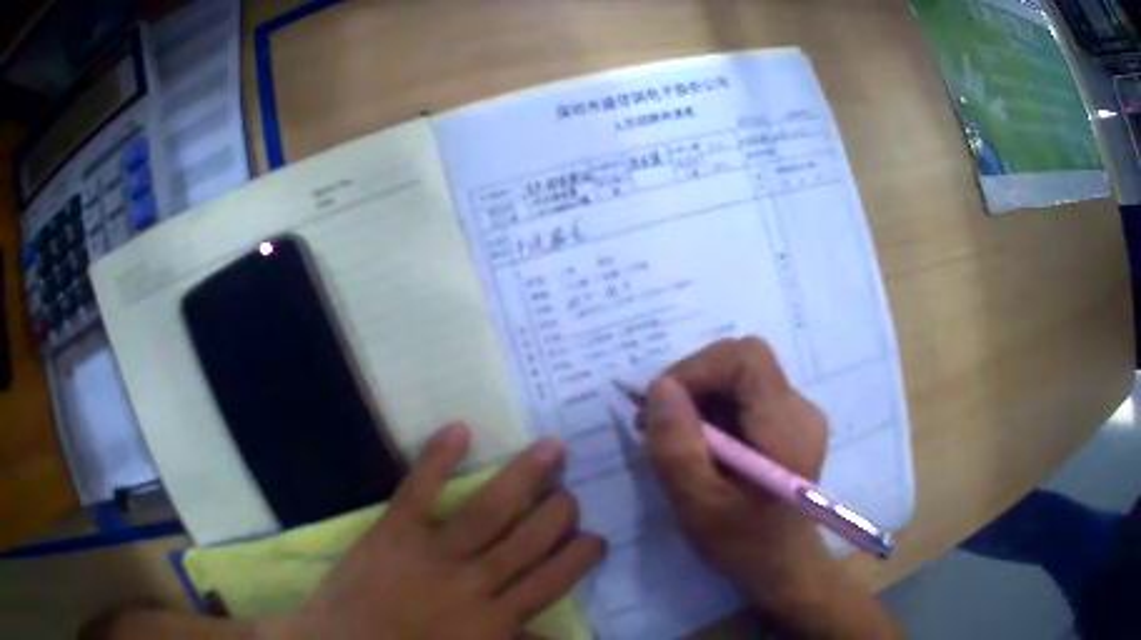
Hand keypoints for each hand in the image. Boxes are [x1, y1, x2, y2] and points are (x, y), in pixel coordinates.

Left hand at [272, 423, 605, 639]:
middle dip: (558, 512)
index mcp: (493, 620)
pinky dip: (437, 457)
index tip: (596, 537)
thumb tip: (566, 639)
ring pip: (489, 511)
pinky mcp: (393, 532)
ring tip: (552, 448)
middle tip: (573, 491)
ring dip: (524, 477)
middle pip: (528, 540)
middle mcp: (473, 582)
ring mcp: (432, 554)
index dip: (578, 557)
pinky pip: (419, 491)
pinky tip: (461, 427)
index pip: (551, 582)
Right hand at [644, 338, 899, 636]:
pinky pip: (746, 395)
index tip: (661, 406)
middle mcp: (801, 409)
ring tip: (675, 437)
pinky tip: (700, 443)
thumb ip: (677, 445)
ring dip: (701, 397)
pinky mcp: (789, 422)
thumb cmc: (744, 544)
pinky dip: (715, 409)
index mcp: (787, 427)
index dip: (698, 369)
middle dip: (694, 382)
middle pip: (743, 362)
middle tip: (658, 422)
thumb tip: (659, 387)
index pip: (747, 359)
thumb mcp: (698, 504)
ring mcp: (798, 414)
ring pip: (741, 376)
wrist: (783, 566)